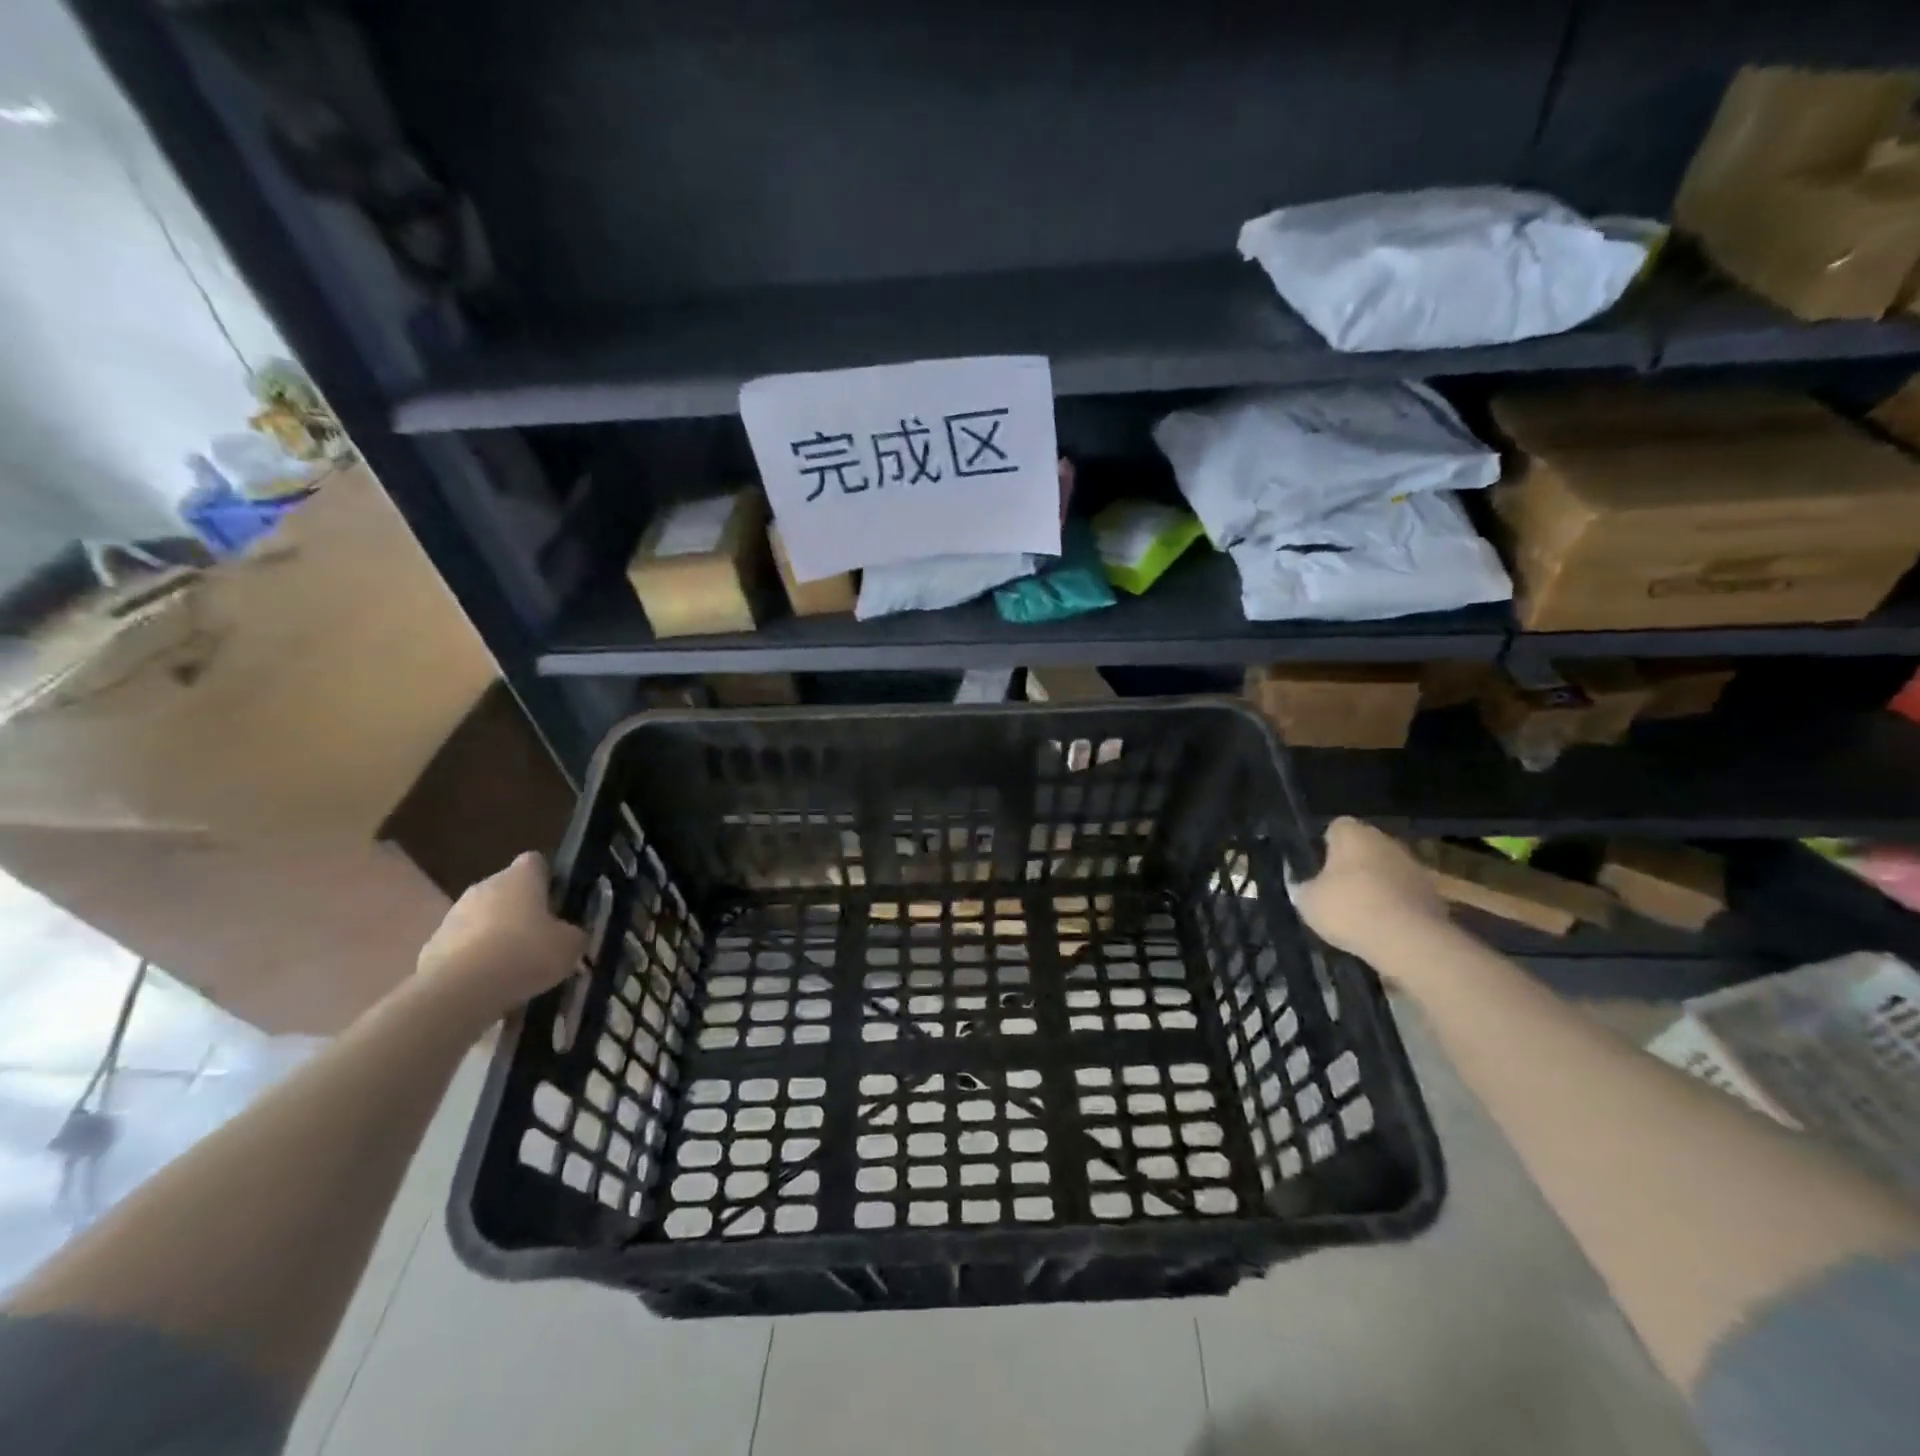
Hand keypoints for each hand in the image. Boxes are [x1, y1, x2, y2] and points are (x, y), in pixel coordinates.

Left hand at [416, 852, 585, 1021]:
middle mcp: (485, 886)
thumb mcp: (570, 946)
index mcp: (520, 878)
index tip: (559, 902)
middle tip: (540, 937)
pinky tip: (488, 983)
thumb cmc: (525, 954)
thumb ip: (574, 934)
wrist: (459, 992)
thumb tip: (571, 936)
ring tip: (513, 966)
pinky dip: (474, 958)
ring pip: (483, 917)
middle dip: (522, 909)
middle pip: (507, 890)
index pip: (536, 862)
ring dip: (496, 934)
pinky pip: (462, 945)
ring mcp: (453, 915)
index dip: (549, 878)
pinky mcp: (432, 946)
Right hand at [1290, 818, 1449, 969]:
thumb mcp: (1307, 901)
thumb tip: (1302, 882)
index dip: (1324, 846)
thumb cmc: (1349, 909)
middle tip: (1334, 890)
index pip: (1335, 827)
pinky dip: (1394, 906)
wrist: (1409, 942)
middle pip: (1363, 848)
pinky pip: (1403, 895)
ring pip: (1386, 871)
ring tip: (1359, 913)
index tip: (1315, 868)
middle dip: (1351, 865)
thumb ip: (1301, 886)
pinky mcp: (1433, 894)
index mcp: (1353, 833)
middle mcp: (1386, 841)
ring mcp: (1414, 866)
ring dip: (1375, 885)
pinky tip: (1382, 927)